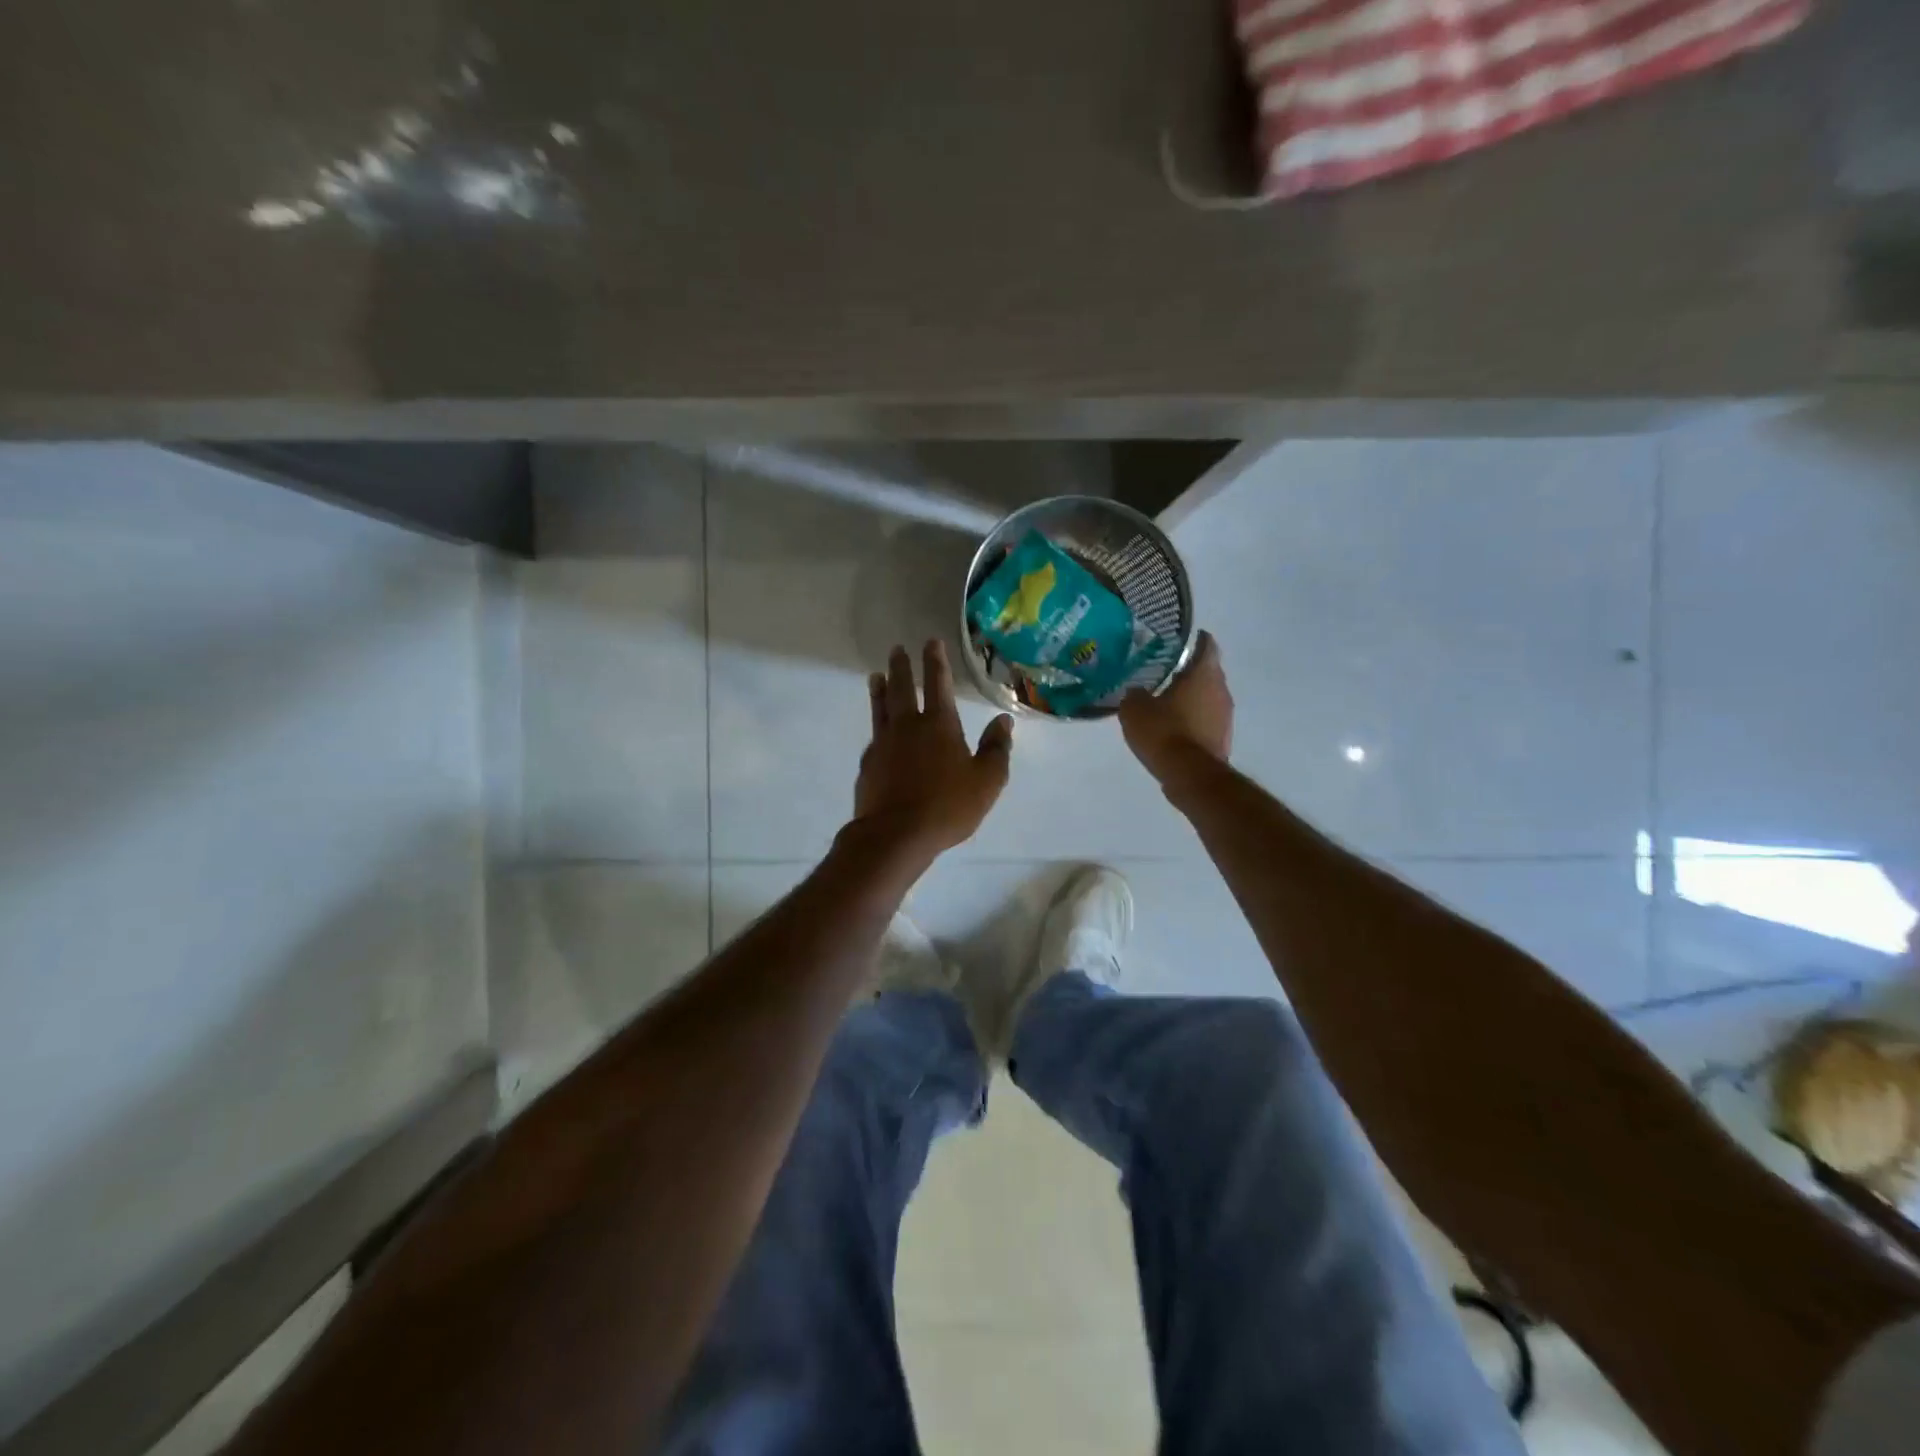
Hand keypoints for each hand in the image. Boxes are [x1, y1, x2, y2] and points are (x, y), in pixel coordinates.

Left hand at [853, 641, 1014, 855]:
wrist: (895, 835)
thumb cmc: (947, 807)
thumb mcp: (986, 781)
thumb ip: (996, 749)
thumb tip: (1003, 720)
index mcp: (939, 725)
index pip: (937, 684)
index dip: (935, 662)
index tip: (931, 642)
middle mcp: (908, 727)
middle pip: (902, 689)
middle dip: (902, 667)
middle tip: (897, 649)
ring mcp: (884, 744)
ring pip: (881, 708)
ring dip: (880, 689)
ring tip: (876, 675)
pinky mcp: (868, 764)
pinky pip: (874, 736)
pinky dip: (876, 725)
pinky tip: (877, 730)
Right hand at [1119, 630, 1233, 785]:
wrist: (1189, 775)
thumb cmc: (1164, 732)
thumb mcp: (1135, 709)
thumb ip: (1135, 694)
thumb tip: (1136, 691)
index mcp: (1203, 674)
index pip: (1206, 645)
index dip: (1193, 640)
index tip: (1176, 641)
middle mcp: (1221, 690)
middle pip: (1207, 671)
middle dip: (1188, 670)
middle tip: (1163, 671)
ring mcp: (1225, 716)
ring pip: (1208, 697)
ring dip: (1191, 697)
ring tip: (1165, 700)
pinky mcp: (1222, 738)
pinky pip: (1206, 720)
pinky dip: (1193, 719)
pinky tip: (1173, 726)